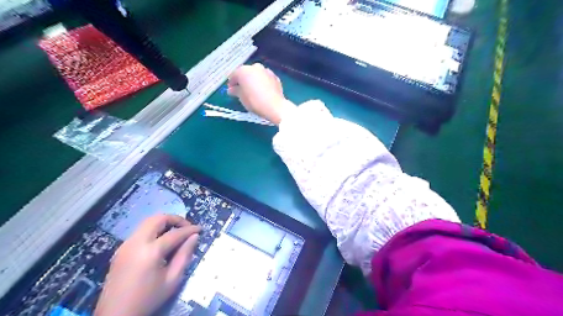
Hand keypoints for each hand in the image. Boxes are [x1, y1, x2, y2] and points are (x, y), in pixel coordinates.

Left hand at [95, 215, 201, 315]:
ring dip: (163, 223)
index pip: (175, 233)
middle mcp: (136, 242)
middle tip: (186, 228)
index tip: (200, 229)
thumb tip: (194, 237)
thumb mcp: (172, 280)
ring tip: (175, 233)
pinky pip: (140, 232)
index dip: (190, 229)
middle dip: (175, 219)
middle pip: (157, 219)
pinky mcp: (121, 250)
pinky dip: (154, 230)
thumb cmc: (148, 299)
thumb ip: (184, 255)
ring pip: (147, 223)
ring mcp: (126, 245)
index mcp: (150, 251)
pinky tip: (161, 242)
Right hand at [226, 63, 295, 124]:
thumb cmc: (254, 101)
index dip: (231, 82)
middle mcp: (255, 67)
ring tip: (253, 90)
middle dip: (244, 80)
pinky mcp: (275, 78)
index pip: (234, 75)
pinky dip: (263, 83)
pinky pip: (266, 79)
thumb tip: (232, 90)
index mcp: (244, 70)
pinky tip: (263, 91)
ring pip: (257, 74)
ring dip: (254, 80)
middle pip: (247, 72)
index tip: (231, 89)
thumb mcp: (241, 97)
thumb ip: (235, 91)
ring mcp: (267, 71)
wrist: (274, 106)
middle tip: (242, 89)